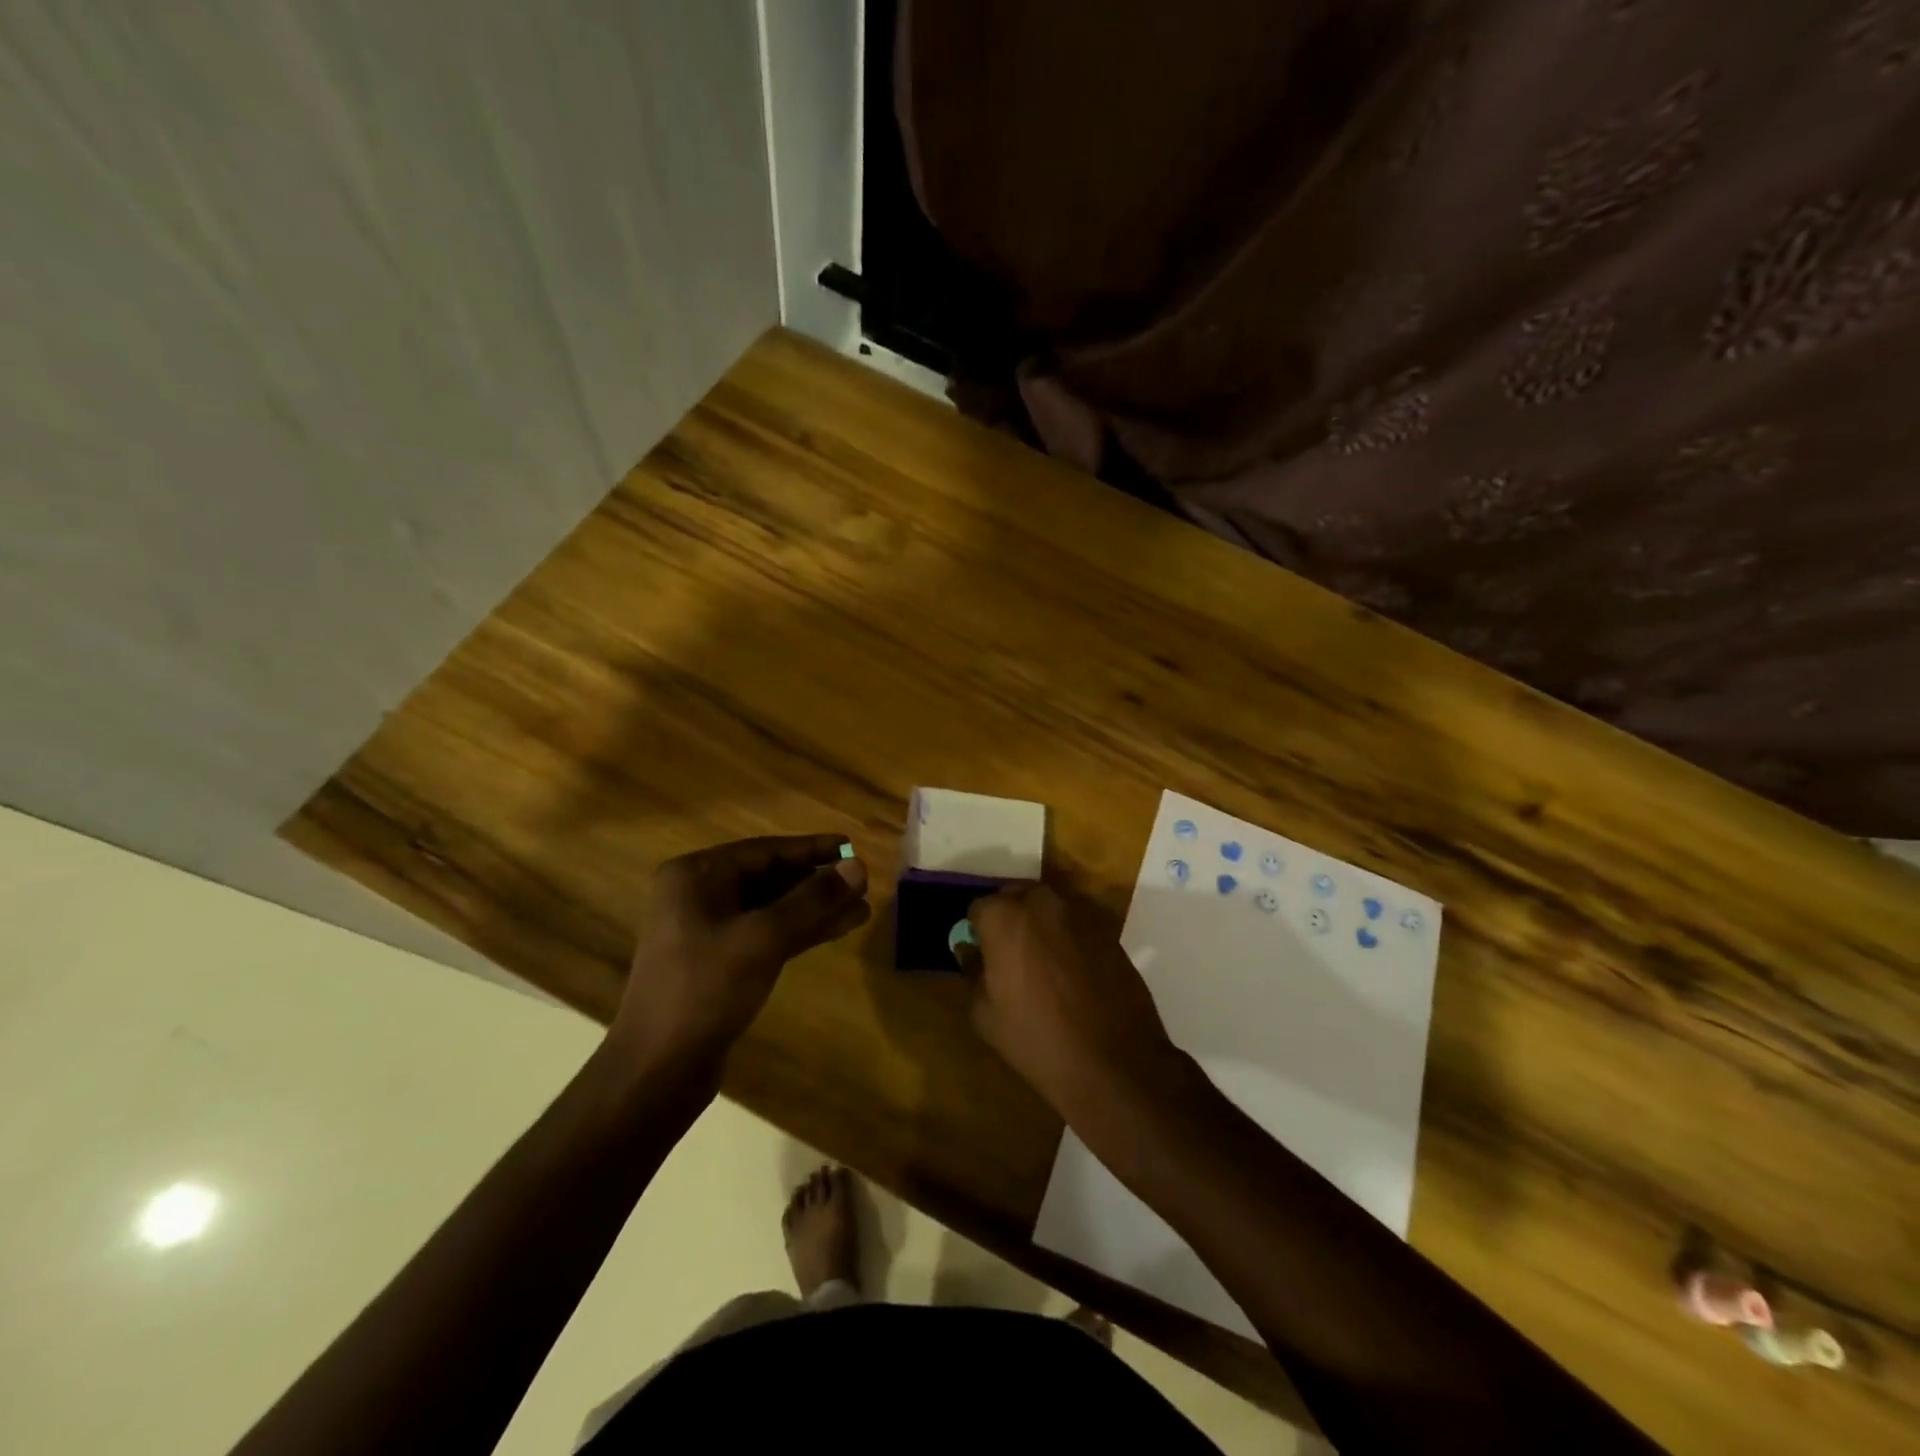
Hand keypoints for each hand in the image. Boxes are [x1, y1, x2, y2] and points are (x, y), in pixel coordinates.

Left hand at [606, 835, 869, 1081]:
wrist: (656, 1070)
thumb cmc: (705, 990)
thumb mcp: (764, 938)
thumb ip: (813, 900)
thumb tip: (859, 866)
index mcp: (697, 876)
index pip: (766, 851)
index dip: (813, 849)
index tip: (852, 847)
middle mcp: (699, 895)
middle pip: (770, 878)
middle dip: (817, 882)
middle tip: (863, 883)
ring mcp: (708, 931)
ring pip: (772, 909)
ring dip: (815, 909)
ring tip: (862, 909)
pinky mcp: (720, 963)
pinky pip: (767, 934)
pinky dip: (801, 932)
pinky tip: (838, 930)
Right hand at [966, 884, 1187, 1123]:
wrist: (1112, 1062)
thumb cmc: (1036, 1039)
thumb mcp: (985, 1014)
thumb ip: (973, 971)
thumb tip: (970, 951)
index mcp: (1005, 917)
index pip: (979, 907)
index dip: (978, 931)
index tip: (982, 954)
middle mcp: (1042, 903)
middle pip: (1017, 896)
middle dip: (1010, 917)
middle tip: (1010, 954)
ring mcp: (1080, 913)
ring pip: (1050, 907)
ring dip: (1041, 924)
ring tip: (1043, 963)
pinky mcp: (1109, 930)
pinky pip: (1077, 924)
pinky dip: (1069, 938)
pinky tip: (1073, 972)